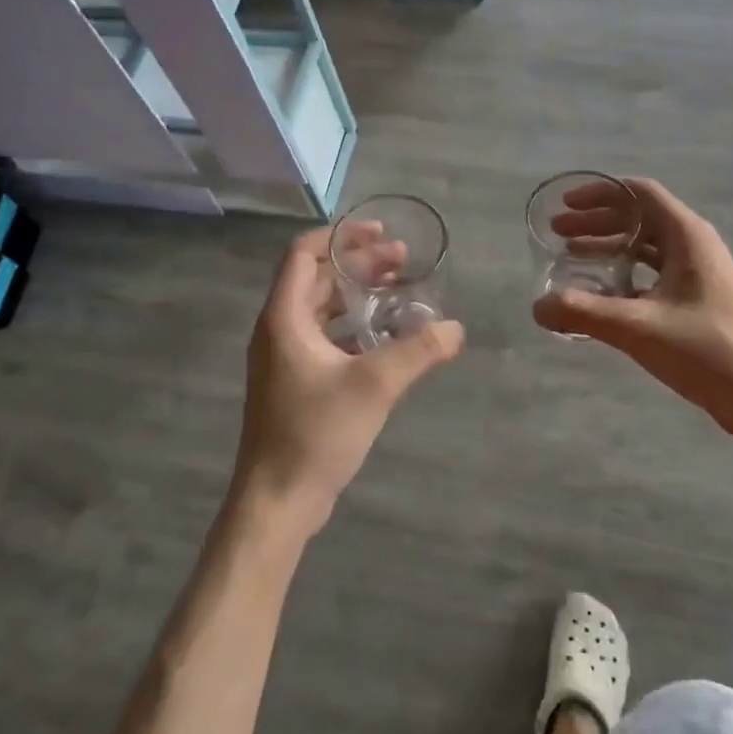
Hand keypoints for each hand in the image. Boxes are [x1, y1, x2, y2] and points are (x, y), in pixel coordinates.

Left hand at [234, 224, 464, 536]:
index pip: (304, 253)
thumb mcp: (373, 386)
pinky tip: (387, 334)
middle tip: (403, 260)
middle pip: (318, 277)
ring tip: (399, 288)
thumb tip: (456, 328)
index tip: (378, 231)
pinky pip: (325, 335)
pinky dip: (354, 324)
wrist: (276, 502)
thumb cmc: (315, 434)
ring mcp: (285, 357)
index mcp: (284, 318)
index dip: (340, 236)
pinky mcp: (295, 381)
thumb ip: (417, 351)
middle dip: (359, 263)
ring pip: (322, 307)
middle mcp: (279, 329)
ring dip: (358, 293)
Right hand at [533, 177, 732, 443]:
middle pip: (638, 217)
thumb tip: (537, 307)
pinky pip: (653, 271)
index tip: (565, 205)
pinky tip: (601, 294)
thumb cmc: (705, 349)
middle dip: (596, 221)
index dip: (599, 194)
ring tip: (570, 258)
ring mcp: (698, 272)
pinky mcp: (698, 298)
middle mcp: (693, 244)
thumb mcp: (638, 327)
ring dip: (608, 247)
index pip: (638, 193)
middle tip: (558, 233)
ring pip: (645, 246)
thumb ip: (584, 313)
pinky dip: (624, 273)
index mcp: (686, 235)